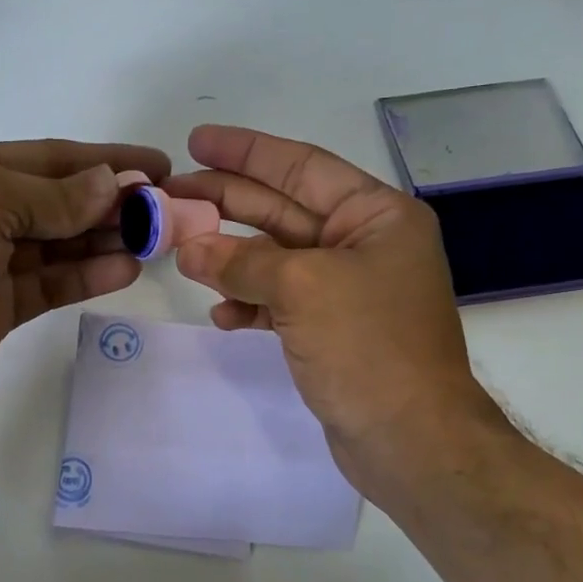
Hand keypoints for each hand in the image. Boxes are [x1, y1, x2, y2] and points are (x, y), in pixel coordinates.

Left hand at [0, 139, 168, 437]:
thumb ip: (50, 196)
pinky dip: (87, 275)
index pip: (52, 159)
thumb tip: (110, 185)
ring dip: (108, 239)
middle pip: (62, 202)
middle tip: (170, 211)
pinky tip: (126, 270)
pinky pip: (52, 284)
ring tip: (159, 240)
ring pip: (62, 244)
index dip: (106, 161)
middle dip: (114, 203)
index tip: (159, 167)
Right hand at [165, 125, 510, 490]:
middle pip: (282, 209)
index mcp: (376, 216)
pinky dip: (249, 303)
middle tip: (172, 195)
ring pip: (275, 258)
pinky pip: (280, 301)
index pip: (302, 166)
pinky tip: (222, 314)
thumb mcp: (302, 289)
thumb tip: (189, 248)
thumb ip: (241, 262)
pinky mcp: (331, 329)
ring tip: (182, 254)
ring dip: (230, 258)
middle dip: (227, 202)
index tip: (197, 141)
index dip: (247, 152)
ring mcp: (347, 289)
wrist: (410, 440)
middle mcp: (364, 244)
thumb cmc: (369, 347)